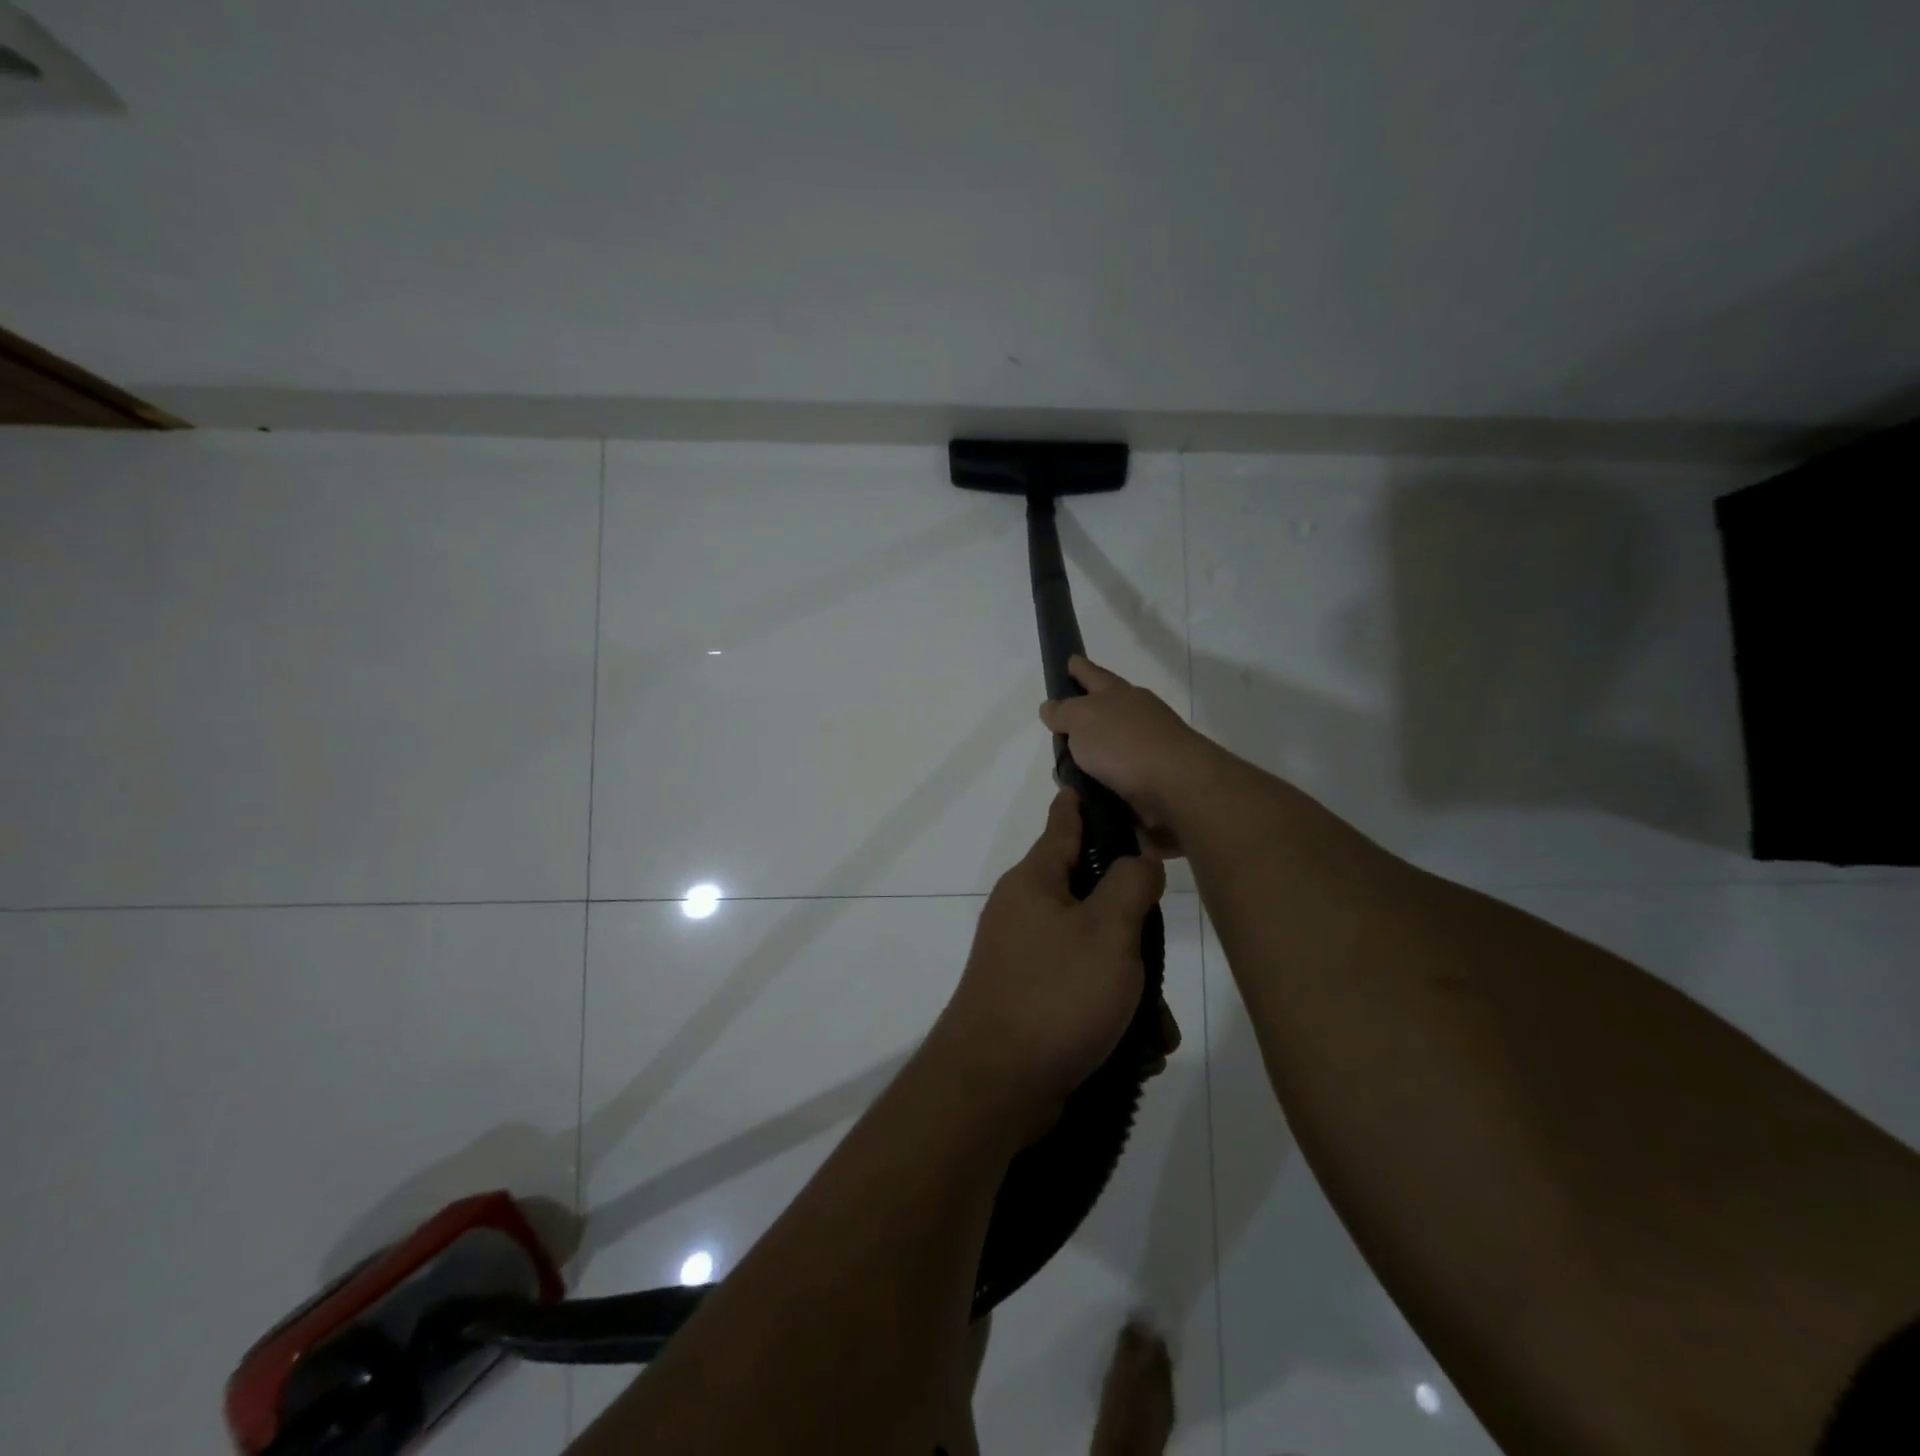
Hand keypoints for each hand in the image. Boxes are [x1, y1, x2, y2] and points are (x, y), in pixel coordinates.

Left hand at [933, 788, 1166, 1132]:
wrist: (994, 1086)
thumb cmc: (1055, 995)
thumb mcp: (1108, 932)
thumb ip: (1130, 885)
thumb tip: (1136, 859)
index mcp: (1035, 882)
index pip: (1063, 823)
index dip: (1083, 802)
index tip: (1097, 781)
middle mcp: (1025, 912)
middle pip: (1091, 897)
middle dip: (1133, 930)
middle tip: (1159, 954)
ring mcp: (1024, 958)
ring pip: (1094, 953)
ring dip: (1130, 987)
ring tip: (1155, 1029)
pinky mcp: (1030, 1001)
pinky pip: (1082, 993)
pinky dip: (1111, 1016)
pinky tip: (1137, 1050)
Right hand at [1038, 657, 1214, 856]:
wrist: (1175, 785)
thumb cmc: (1123, 743)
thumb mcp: (1081, 719)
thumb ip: (1063, 712)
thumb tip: (1051, 707)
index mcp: (1118, 694)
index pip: (1093, 674)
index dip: (1079, 668)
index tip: (1070, 661)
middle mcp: (1136, 715)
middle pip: (1104, 710)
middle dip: (1083, 716)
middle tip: (1059, 727)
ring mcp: (1147, 747)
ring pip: (1109, 747)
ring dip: (1089, 757)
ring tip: (1064, 771)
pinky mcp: (1151, 779)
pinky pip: (1116, 777)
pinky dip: (1100, 782)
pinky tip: (1085, 793)